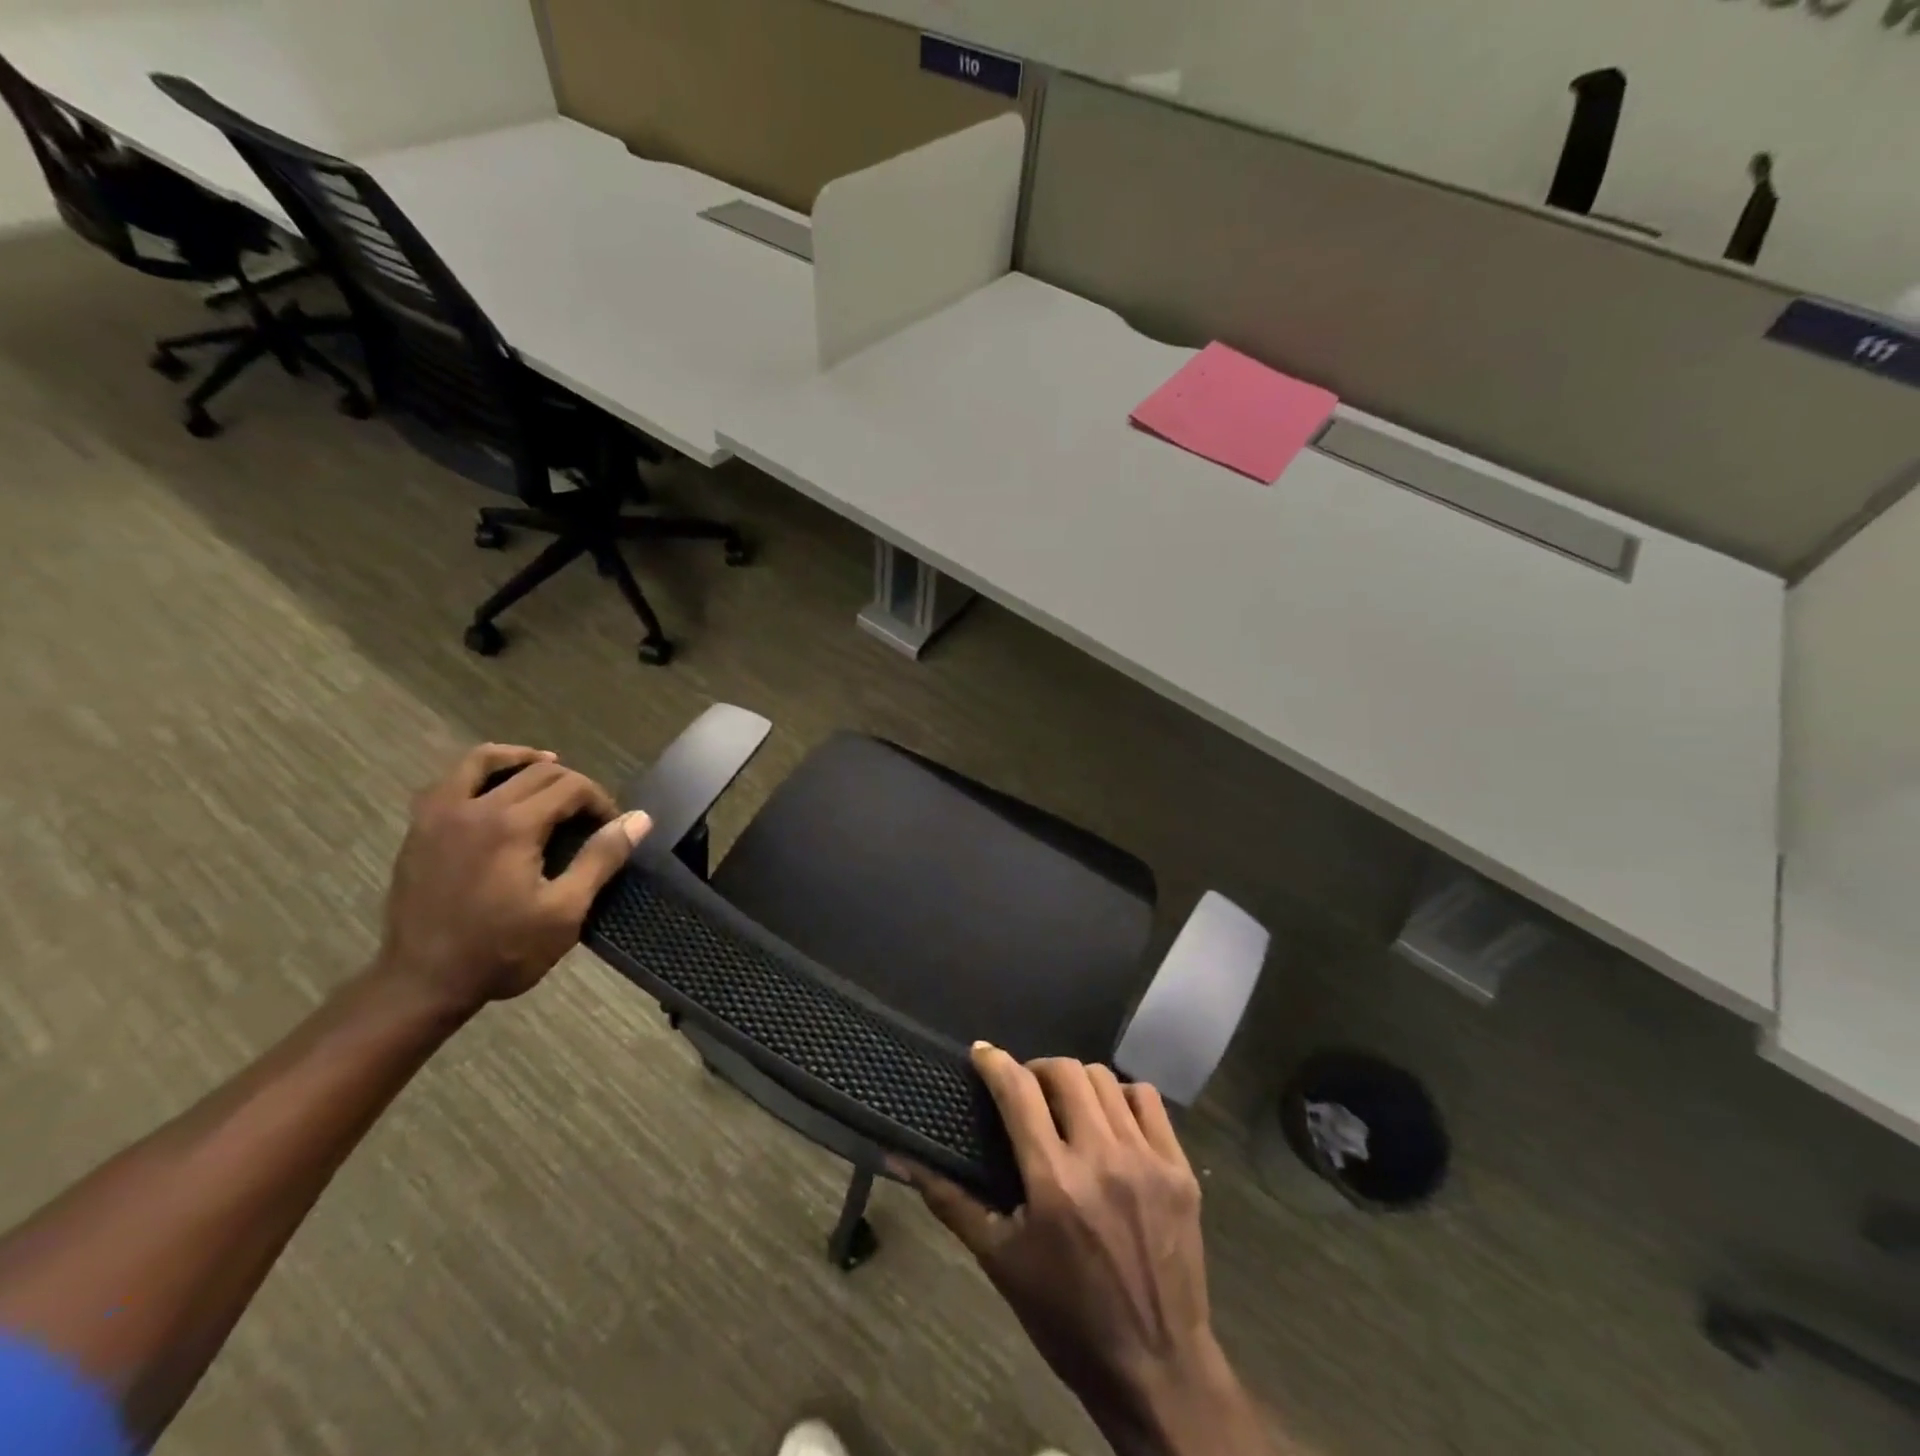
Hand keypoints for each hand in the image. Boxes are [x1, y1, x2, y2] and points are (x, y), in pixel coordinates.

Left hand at [377, 744, 650, 1014]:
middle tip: (588, 816)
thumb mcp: (565, 911)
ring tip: (546, 767)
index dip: (600, 801)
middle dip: (572, 785)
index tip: (612, 828)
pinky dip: (480, 773)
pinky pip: (451, 780)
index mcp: (512, 825)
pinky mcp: (420, 829)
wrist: (422, 983)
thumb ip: (601, 858)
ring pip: (484, 761)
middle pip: (536, 771)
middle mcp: (474, 807)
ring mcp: (440, 815)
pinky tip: (495, 790)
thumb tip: (639, 818)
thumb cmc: (502, 951)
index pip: (570, 786)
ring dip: (522, 759)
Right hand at [901, 1048, 1272, 1455]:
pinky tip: (1110, 1119)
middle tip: (1025, 1089)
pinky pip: (1147, 1100)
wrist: (1156, 1366)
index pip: (1018, 1091)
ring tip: (1066, 1104)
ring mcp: (1147, 1160)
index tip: (981, 1054)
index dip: (994, 1062)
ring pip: (1105, 1080)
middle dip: (1036, 1068)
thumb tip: (902, 1156)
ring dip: (1077, 1081)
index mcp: (1053, 1182)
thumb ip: (950, 1200)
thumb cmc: (1066, 1318)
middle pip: (1064, 1072)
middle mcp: (1102, 1158)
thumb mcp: (1000, 1261)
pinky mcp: (1179, 1169)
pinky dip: (1122, 1096)